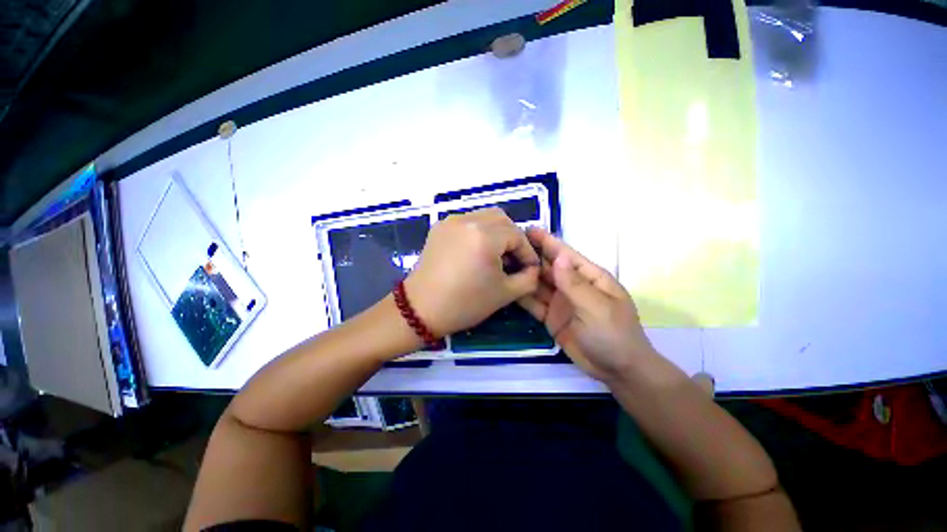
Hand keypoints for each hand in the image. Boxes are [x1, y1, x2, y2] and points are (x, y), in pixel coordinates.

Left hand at [404, 208, 539, 336]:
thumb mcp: (505, 294)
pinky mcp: (440, 226)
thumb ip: (529, 278)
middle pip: (502, 219)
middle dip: (513, 238)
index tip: (529, 269)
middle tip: (513, 259)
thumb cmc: (465, 303)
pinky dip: (479, 231)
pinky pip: (468, 221)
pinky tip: (477, 250)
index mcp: (485, 236)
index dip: (527, 252)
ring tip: (496, 255)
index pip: (517, 235)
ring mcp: (451, 221)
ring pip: (485, 216)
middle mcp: (468, 220)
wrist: (421, 309)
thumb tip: (533, 268)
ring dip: (497, 232)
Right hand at [517, 227, 656, 382]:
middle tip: (507, 245)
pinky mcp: (551, 317)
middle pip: (548, 267)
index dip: (547, 242)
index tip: (528, 229)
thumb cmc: (614, 334)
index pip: (565, 255)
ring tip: (502, 263)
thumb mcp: (596, 307)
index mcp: (589, 277)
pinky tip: (508, 287)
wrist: (618, 371)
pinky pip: (534, 303)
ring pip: (538, 284)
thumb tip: (557, 256)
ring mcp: (560, 302)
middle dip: (530, 256)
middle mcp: (572, 286)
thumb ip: (574, 283)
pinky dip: (523, 295)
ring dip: (523, 274)